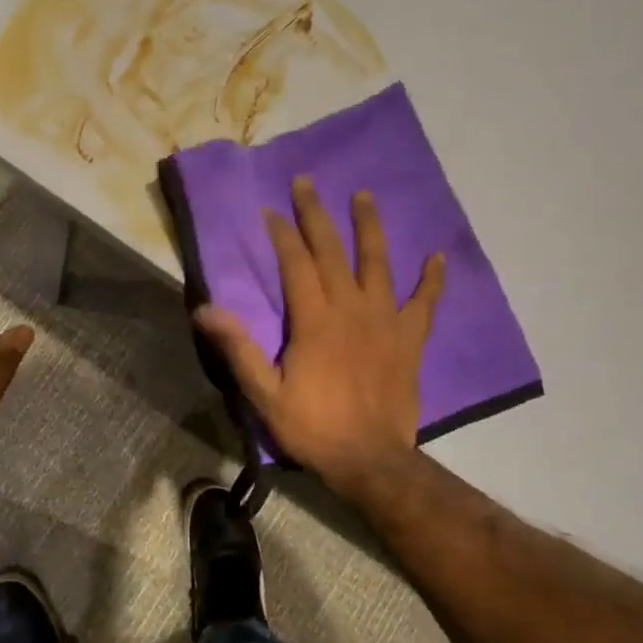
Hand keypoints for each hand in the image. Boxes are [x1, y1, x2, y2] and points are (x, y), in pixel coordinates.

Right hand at [194, 176, 443, 499]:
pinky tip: (436, 256)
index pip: (296, 264)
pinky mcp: (409, 339)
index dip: (282, 234)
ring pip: (378, 263)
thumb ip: (239, 348)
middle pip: (333, 251)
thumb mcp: (265, 393)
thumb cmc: (313, 427)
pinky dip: (432, 279)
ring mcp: (385, 321)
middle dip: (316, 215)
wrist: (370, 460)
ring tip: (364, 195)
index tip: (271, 211)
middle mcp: (351, 309)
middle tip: (306, 182)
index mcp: (315, 320)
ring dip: (370, 227)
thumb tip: (205, 308)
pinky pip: (424, 303)